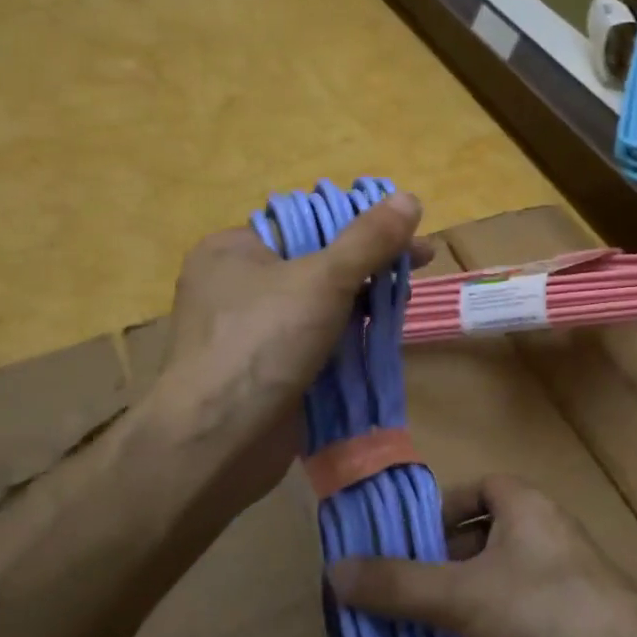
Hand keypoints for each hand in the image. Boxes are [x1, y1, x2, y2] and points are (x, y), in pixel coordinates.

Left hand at [143, 191, 425, 523]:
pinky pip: (315, 340)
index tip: (406, 233)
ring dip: (363, 301)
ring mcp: (251, 331)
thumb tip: (409, 197)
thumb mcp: (323, 279)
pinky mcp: (266, 369)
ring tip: (405, 302)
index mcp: (234, 249)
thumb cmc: (263, 341)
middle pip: (317, 262)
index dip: (359, 223)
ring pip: (319, 304)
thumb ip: (368, 239)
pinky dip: (347, 337)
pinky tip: (381, 337)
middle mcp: (238, 285)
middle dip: (369, 263)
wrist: (218, 440)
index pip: (306, 222)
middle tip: (419, 265)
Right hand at [328, 476, 636, 636]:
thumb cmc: (548, 614)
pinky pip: (495, 626)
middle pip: (470, 541)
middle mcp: (534, 538)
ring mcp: (544, 588)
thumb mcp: (464, 595)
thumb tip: (334, 571)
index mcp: (522, 506)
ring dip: (444, 609)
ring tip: (391, 634)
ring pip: (480, 588)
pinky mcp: (549, 634)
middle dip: (428, 567)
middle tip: (378, 597)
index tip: (392, 547)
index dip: (433, 513)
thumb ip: (399, 584)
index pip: (470, 491)